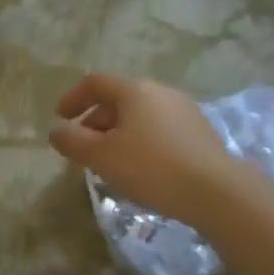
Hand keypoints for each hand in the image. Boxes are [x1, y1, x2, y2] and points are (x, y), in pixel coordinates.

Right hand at [48, 73, 241, 228]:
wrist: (217, 192)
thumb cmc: (151, 167)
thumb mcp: (101, 156)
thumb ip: (72, 141)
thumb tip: (56, 131)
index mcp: (135, 90)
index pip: (95, 82)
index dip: (72, 98)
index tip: (59, 117)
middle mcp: (161, 92)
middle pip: (119, 99)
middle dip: (94, 120)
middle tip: (82, 146)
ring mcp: (184, 111)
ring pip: (140, 116)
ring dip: (118, 133)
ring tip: (109, 160)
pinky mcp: (200, 134)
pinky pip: (159, 130)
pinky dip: (140, 141)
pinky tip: (139, 168)